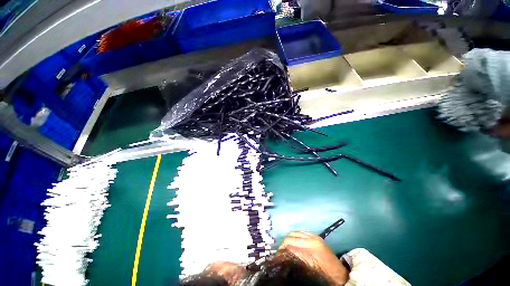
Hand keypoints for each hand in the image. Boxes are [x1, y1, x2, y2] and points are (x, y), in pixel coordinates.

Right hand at [279, 231, 348, 285]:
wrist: (340, 273)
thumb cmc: (326, 275)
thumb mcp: (311, 270)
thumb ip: (298, 260)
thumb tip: (284, 256)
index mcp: (311, 250)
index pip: (291, 246)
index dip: (282, 251)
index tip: (276, 257)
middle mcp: (312, 239)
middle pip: (291, 237)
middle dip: (283, 244)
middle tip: (279, 253)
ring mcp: (314, 236)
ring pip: (295, 233)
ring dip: (288, 239)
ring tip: (284, 247)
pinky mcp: (315, 236)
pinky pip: (301, 232)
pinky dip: (294, 236)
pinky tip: (293, 242)